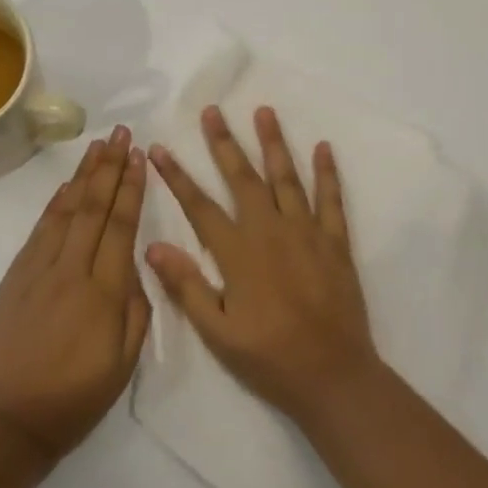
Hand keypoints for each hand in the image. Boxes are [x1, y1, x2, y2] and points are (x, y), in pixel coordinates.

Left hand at [0, 127, 151, 466]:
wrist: (1, 426)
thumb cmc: (71, 402)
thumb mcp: (122, 367)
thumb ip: (135, 310)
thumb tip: (134, 264)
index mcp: (103, 294)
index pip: (120, 226)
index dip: (131, 188)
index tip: (139, 156)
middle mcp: (70, 271)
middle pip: (93, 207)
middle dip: (110, 167)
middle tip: (121, 133)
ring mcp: (37, 270)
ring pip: (66, 210)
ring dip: (84, 175)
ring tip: (98, 146)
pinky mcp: (14, 277)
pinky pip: (41, 229)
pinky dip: (56, 202)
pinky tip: (67, 186)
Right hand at [146, 106, 377, 424]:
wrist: (333, 376)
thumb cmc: (270, 358)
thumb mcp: (218, 333)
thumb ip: (186, 286)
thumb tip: (153, 245)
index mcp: (238, 253)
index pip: (199, 205)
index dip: (177, 176)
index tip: (159, 148)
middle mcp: (270, 230)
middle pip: (243, 178)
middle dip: (225, 142)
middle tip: (213, 111)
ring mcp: (306, 231)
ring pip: (286, 177)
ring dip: (273, 143)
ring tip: (264, 111)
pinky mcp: (334, 241)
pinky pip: (331, 199)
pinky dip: (327, 172)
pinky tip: (323, 147)